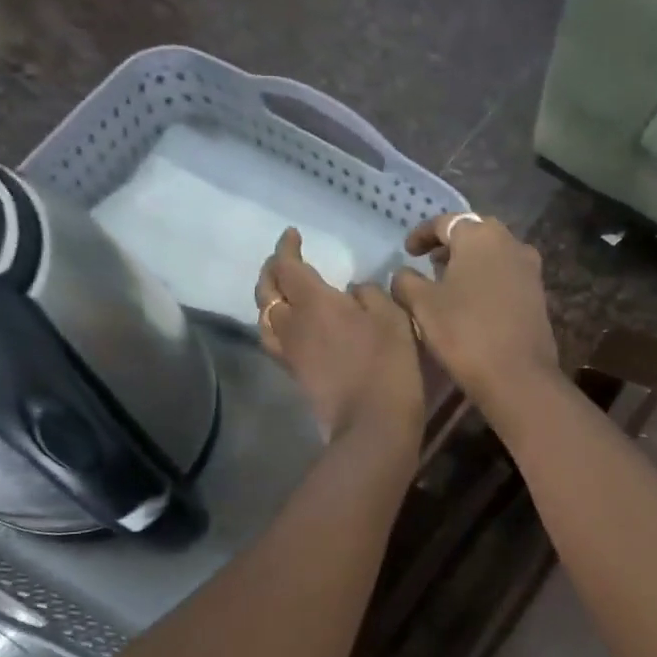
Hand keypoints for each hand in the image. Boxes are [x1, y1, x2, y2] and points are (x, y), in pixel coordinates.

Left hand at [255, 228, 423, 447]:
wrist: (371, 421)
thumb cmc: (386, 363)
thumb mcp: (391, 317)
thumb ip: (369, 294)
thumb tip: (353, 290)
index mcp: (313, 301)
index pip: (287, 266)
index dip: (286, 247)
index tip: (293, 234)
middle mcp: (292, 322)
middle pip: (266, 290)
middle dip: (272, 270)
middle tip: (284, 260)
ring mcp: (290, 351)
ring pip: (264, 317)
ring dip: (269, 299)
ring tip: (282, 292)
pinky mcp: (295, 373)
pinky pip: (274, 340)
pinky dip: (276, 324)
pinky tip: (293, 325)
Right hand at [389, 213, 559, 417]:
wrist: (517, 376)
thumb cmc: (464, 333)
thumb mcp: (422, 305)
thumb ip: (406, 282)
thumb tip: (403, 274)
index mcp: (480, 235)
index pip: (444, 222)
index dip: (421, 235)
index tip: (407, 252)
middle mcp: (510, 242)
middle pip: (474, 233)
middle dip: (450, 245)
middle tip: (430, 263)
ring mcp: (529, 268)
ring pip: (493, 254)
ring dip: (470, 262)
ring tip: (449, 283)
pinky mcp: (538, 293)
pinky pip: (507, 274)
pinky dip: (488, 278)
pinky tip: (474, 301)